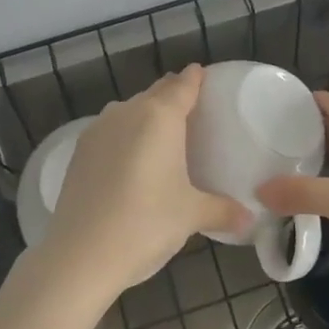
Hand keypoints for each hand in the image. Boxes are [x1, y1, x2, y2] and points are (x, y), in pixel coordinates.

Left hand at [44, 65, 248, 293]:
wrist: (80, 254)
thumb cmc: (146, 224)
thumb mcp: (191, 216)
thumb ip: (222, 210)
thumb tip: (249, 218)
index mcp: (159, 117)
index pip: (183, 86)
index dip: (195, 79)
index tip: (204, 74)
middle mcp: (127, 112)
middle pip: (155, 93)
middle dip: (172, 95)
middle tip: (191, 107)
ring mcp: (98, 130)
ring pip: (129, 110)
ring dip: (146, 114)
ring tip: (162, 134)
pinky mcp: (79, 151)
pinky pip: (110, 130)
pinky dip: (124, 135)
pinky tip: (131, 157)